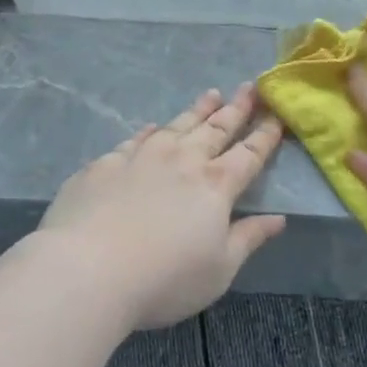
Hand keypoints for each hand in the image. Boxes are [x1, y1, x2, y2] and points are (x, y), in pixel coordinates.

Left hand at [39, 84, 286, 328]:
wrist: (87, 271)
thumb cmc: (165, 279)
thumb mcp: (219, 270)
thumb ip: (249, 238)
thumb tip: (279, 218)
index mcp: (215, 186)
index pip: (249, 154)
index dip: (265, 135)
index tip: (277, 114)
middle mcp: (182, 161)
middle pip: (216, 129)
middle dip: (237, 108)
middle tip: (250, 87)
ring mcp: (141, 158)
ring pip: (178, 125)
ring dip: (198, 110)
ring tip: (212, 94)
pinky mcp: (105, 165)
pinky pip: (136, 140)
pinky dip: (150, 131)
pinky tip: (154, 127)